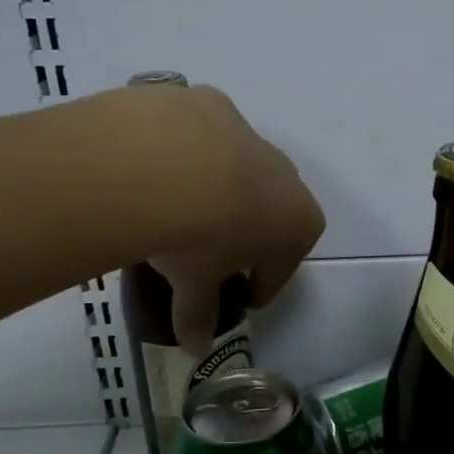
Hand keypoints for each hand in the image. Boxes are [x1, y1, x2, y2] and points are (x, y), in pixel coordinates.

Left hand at [112, 82, 324, 351]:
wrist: (158, 164)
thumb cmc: (197, 238)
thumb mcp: (195, 284)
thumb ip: (198, 315)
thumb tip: (194, 351)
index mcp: (298, 221)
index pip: (284, 265)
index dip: (261, 284)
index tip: (240, 296)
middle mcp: (286, 175)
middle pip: (270, 212)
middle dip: (246, 233)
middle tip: (209, 253)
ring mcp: (251, 134)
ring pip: (239, 168)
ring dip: (218, 188)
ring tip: (177, 207)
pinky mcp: (212, 103)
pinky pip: (204, 134)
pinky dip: (186, 150)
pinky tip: (154, 166)